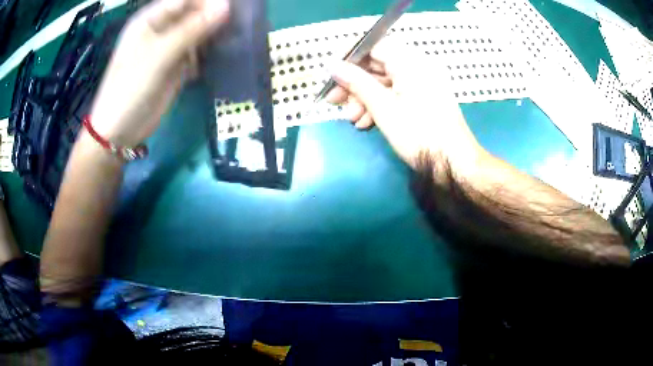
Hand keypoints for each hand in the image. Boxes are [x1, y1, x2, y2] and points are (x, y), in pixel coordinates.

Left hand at [90, 0, 229, 146]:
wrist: (120, 131)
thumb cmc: (130, 87)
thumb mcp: (159, 55)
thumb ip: (192, 29)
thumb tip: (226, 6)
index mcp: (151, 20)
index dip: (207, 1)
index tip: (231, 7)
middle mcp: (161, 30)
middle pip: (193, 14)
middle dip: (214, 16)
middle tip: (238, 22)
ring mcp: (169, 49)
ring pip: (198, 33)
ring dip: (215, 34)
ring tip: (235, 37)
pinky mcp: (176, 67)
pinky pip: (198, 52)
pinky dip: (209, 53)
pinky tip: (222, 54)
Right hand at [326, 41, 484, 177]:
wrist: (453, 164)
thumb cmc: (419, 134)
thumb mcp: (383, 107)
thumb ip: (356, 82)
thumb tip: (331, 65)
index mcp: (412, 61)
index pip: (374, 46)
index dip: (350, 58)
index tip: (331, 72)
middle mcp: (418, 66)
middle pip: (377, 66)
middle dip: (354, 84)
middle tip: (334, 100)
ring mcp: (422, 83)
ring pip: (384, 82)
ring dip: (364, 99)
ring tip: (352, 119)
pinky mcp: (423, 98)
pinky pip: (396, 94)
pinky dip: (379, 105)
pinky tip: (365, 123)